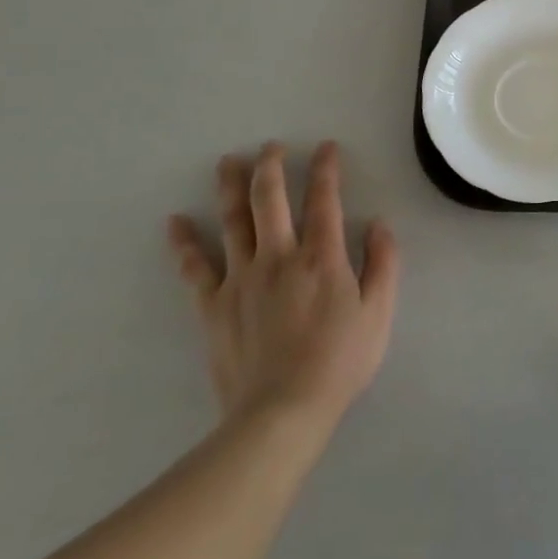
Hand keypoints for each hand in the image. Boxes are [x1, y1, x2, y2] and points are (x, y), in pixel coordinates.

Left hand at [168, 141, 399, 428]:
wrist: (282, 412)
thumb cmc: (339, 362)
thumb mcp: (379, 313)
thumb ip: (383, 264)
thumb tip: (378, 225)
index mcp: (322, 257)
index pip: (325, 199)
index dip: (326, 169)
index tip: (326, 147)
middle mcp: (279, 256)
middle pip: (269, 199)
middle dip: (271, 166)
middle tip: (270, 146)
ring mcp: (241, 279)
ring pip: (233, 221)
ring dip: (230, 187)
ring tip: (227, 161)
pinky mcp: (213, 306)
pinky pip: (195, 268)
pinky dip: (184, 243)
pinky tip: (174, 221)